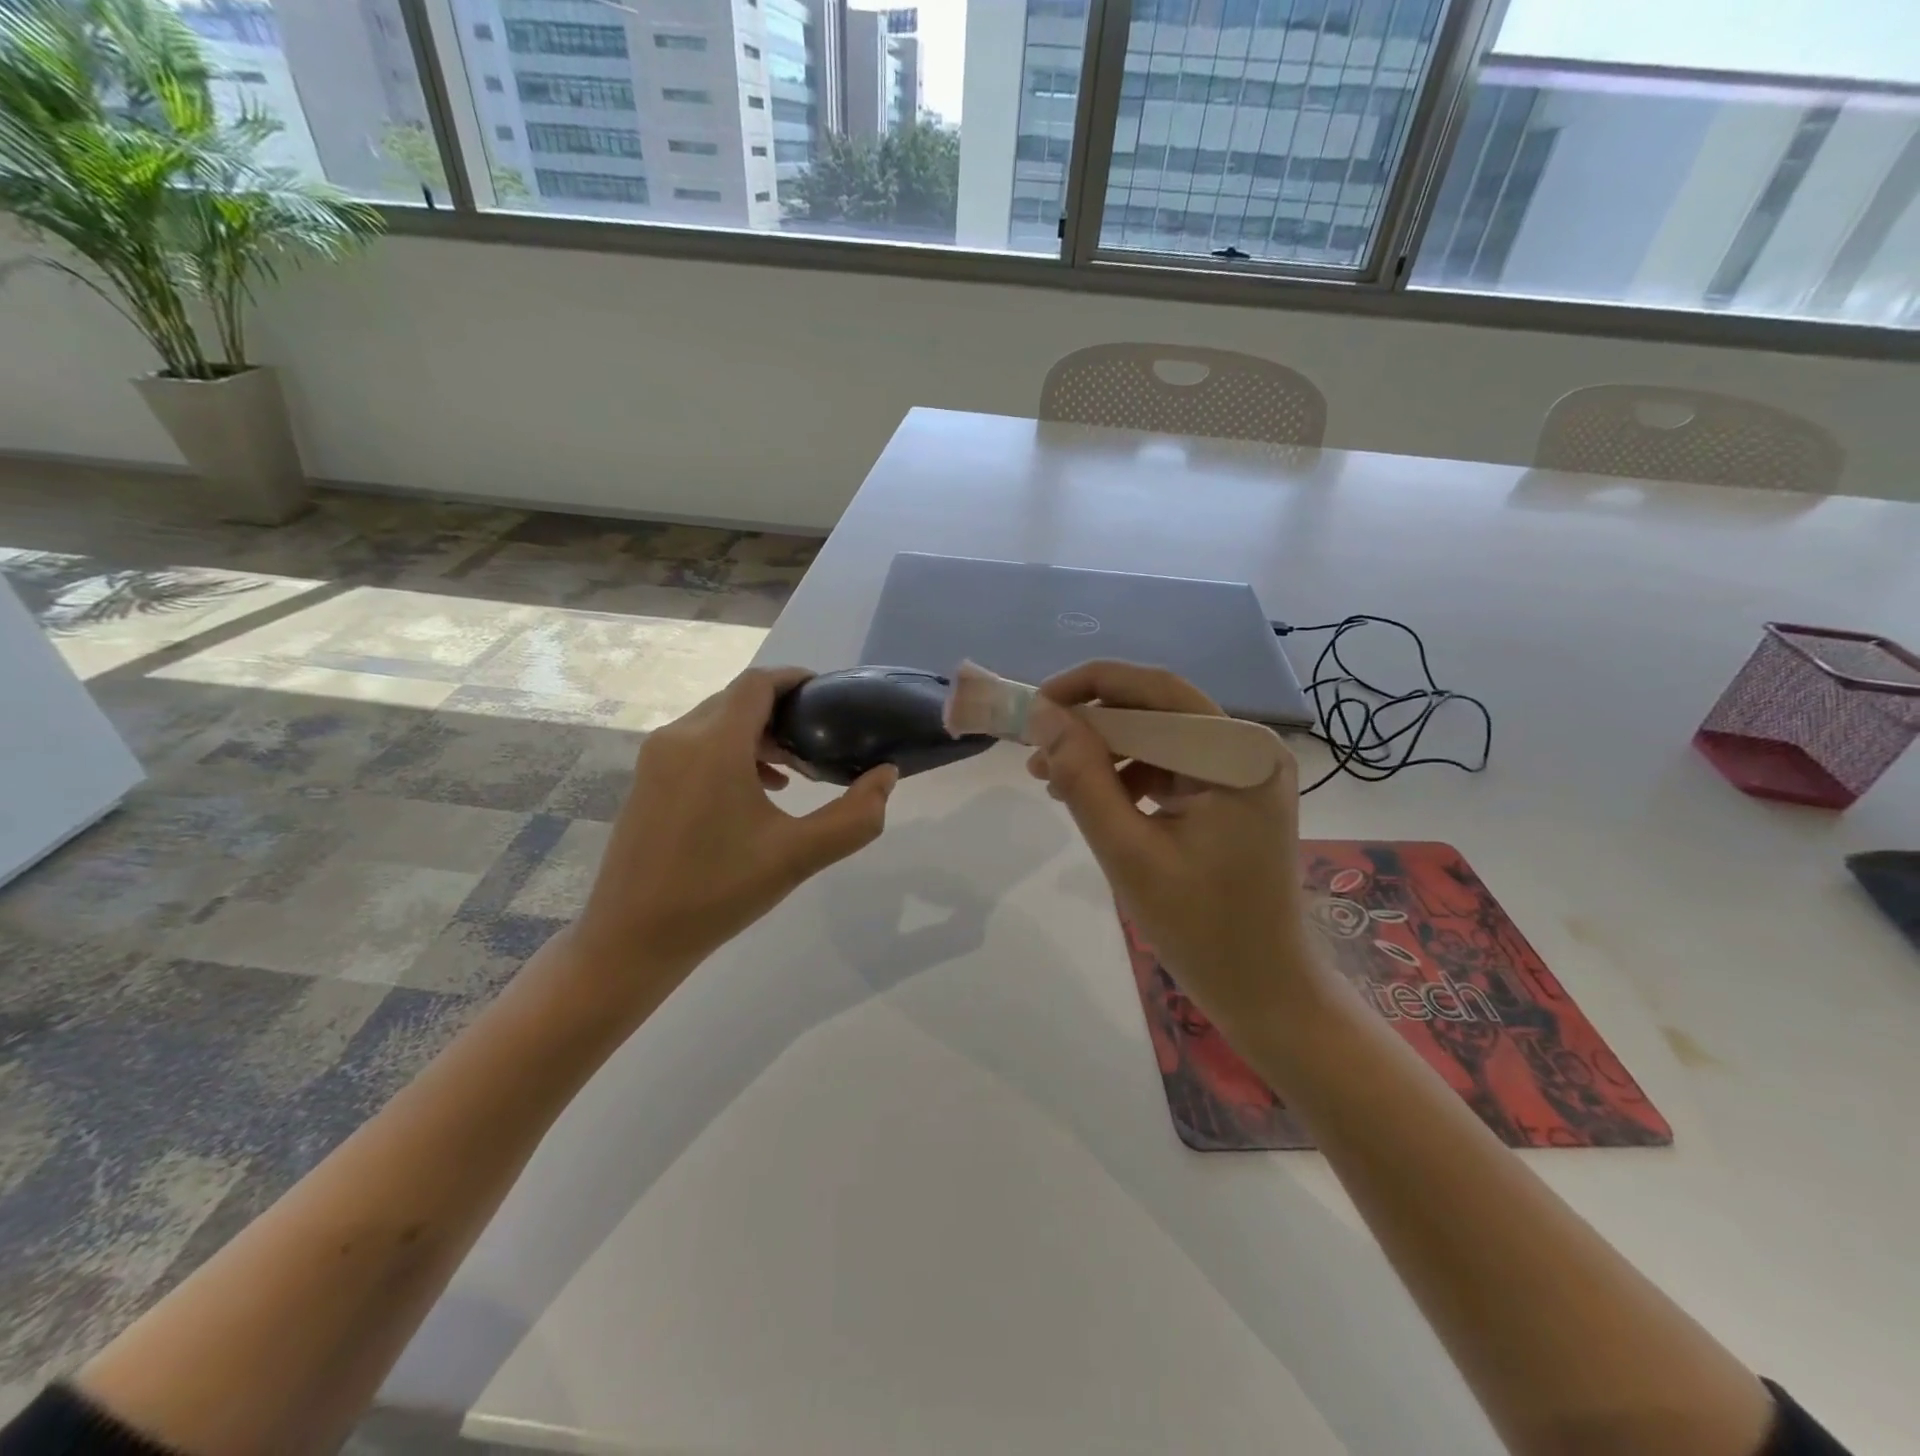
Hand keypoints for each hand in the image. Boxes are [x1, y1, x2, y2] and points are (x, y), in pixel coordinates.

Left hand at [573, 667, 897, 991]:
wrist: (632, 938)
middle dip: (782, 712)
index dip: (796, 680)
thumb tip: (886, 776)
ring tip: (796, 770)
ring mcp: (656, 759)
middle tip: (821, 742)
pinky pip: (696, 745)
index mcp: (713, 743)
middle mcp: (679, 737)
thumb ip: (854, 816)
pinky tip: (758, 791)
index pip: (758, 684)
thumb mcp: (798, 856)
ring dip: (757, 734)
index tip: (831, 698)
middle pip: (738, 700)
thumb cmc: (718, 892)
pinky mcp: (647, 781)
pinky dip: (731, 751)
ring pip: (716, 722)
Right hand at [1025, 661, 1327, 1043]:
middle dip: (1091, 723)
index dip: (1089, 686)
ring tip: (1051, 780)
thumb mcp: (1128, 852)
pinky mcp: (1231, 795)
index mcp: (1239, 753)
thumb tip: (1044, 716)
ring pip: (1158, 736)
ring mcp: (1243, 771)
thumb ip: (1084, 779)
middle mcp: (1249, 748)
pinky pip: (1169, 766)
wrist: (1265, 992)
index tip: (1036, 706)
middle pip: (1157, 709)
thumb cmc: (1202, 929)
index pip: (1156, 690)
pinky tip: (1091, 799)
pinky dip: (1127, 776)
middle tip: (1035, 746)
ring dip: (1104, 751)